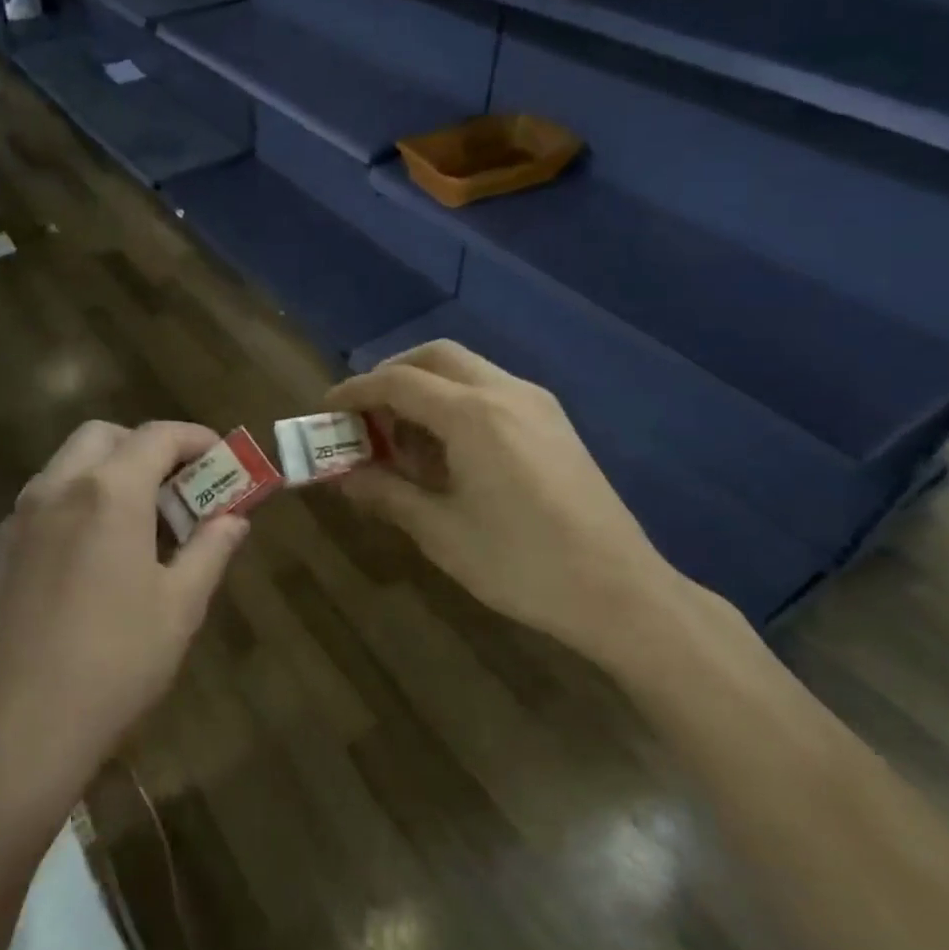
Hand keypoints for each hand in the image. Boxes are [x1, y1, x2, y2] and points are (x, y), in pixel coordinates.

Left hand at [0, 420, 248, 801]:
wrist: (25, 727)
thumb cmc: (117, 662)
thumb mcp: (180, 605)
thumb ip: (211, 548)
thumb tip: (234, 519)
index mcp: (109, 492)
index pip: (158, 436)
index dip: (195, 439)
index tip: (222, 459)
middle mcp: (60, 486)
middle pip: (106, 435)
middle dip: (147, 446)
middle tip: (178, 485)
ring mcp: (25, 514)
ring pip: (71, 460)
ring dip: (111, 468)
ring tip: (144, 517)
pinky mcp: (5, 545)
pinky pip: (48, 494)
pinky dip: (80, 494)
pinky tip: (100, 545)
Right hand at [326, 341, 695, 660]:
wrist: (621, 592)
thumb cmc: (522, 564)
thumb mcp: (441, 532)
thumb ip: (387, 494)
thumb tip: (343, 477)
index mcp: (473, 415)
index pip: (398, 382)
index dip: (355, 392)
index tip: (326, 409)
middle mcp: (506, 392)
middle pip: (435, 357)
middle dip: (392, 375)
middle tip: (366, 414)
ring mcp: (536, 403)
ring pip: (466, 369)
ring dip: (426, 388)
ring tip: (404, 438)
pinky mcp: (554, 422)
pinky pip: (491, 390)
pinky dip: (456, 402)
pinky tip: (449, 449)